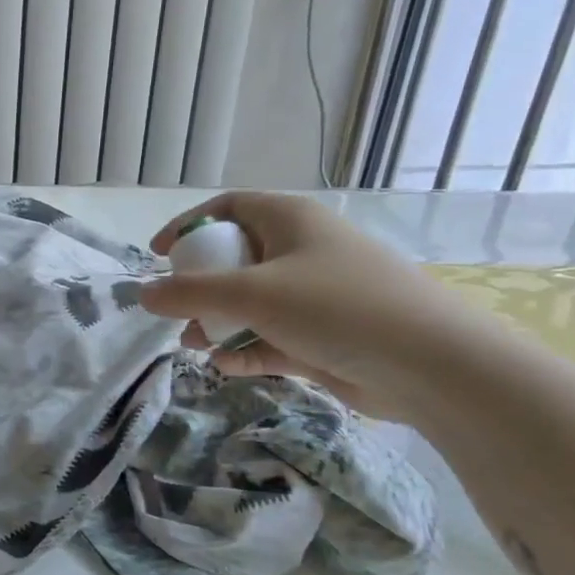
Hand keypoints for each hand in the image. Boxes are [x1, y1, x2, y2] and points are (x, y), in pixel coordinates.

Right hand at [140, 192, 492, 419]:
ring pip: (252, 303)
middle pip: (237, 259)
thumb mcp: (253, 293)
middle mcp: (303, 252)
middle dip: (200, 286)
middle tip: (176, 308)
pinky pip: (272, 337)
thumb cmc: (336, 307)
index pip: (229, 208)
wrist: (432, 367)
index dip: (189, 226)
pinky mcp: (326, 338)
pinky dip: (246, 349)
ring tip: (194, 345)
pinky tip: (224, 366)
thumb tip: (142, 293)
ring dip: (219, 323)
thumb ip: (191, 293)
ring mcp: (316, 297)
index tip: (159, 254)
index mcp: (291, 221)